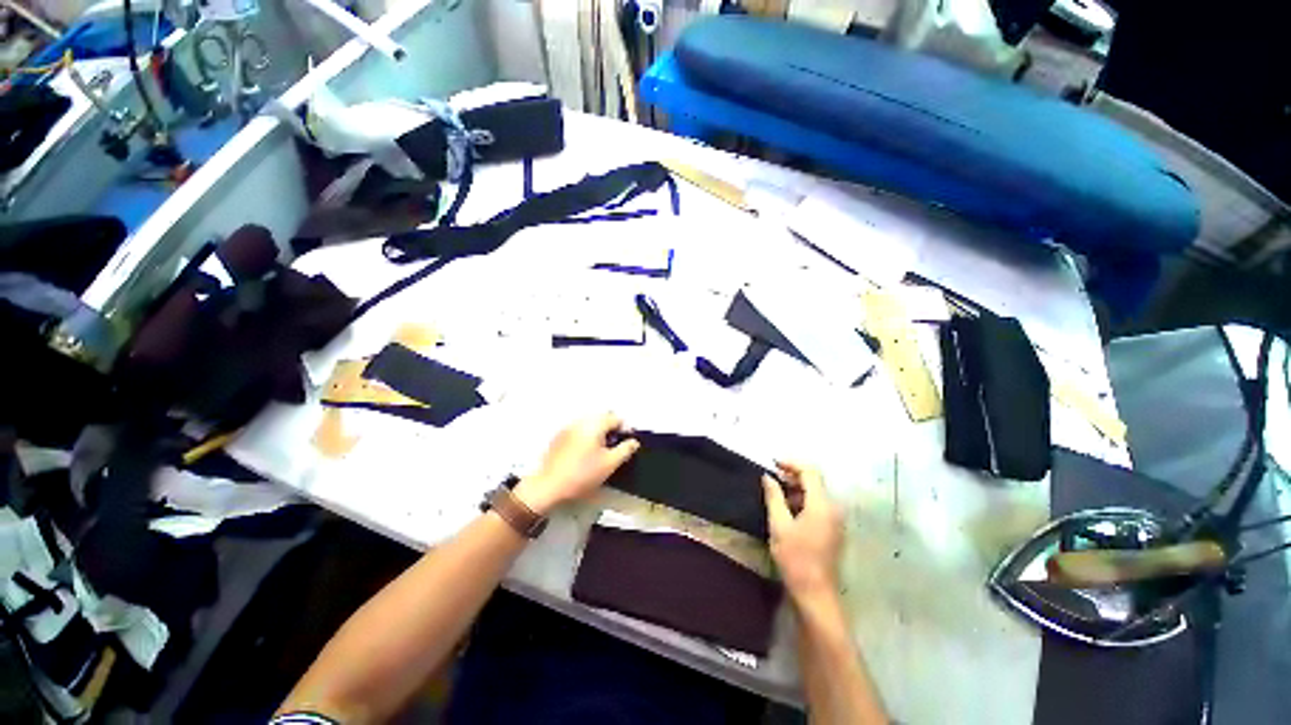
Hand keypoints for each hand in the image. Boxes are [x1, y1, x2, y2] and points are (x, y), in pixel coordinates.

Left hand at [513, 413, 639, 515]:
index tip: (628, 442)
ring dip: (599, 432)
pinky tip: (586, 453)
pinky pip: (579, 430)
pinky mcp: (559, 437)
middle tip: (616, 446)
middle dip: (612, 429)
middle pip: (602, 418)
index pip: (616, 418)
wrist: (549, 486)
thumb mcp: (610, 464)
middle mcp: (581, 421)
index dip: (625, 429)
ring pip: (590, 423)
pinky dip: (586, 436)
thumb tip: (633, 442)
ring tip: (602, 450)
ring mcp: (568, 428)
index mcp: (594, 424)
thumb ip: (625, 450)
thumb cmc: (581, 475)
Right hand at [763, 461, 843, 603]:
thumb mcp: (779, 525)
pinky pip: (819, 505)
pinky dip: (803, 500)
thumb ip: (774, 497)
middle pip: (815, 481)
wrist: (816, 594)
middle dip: (793, 475)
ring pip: (816, 493)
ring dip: (797, 488)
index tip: (772, 463)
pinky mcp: (833, 529)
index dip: (791, 463)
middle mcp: (833, 508)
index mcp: (822, 504)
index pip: (810, 471)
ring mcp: (836, 520)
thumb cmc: (795, 558)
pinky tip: (788, 508)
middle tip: (771, 477)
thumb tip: (767, 476)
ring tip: (776, 492)